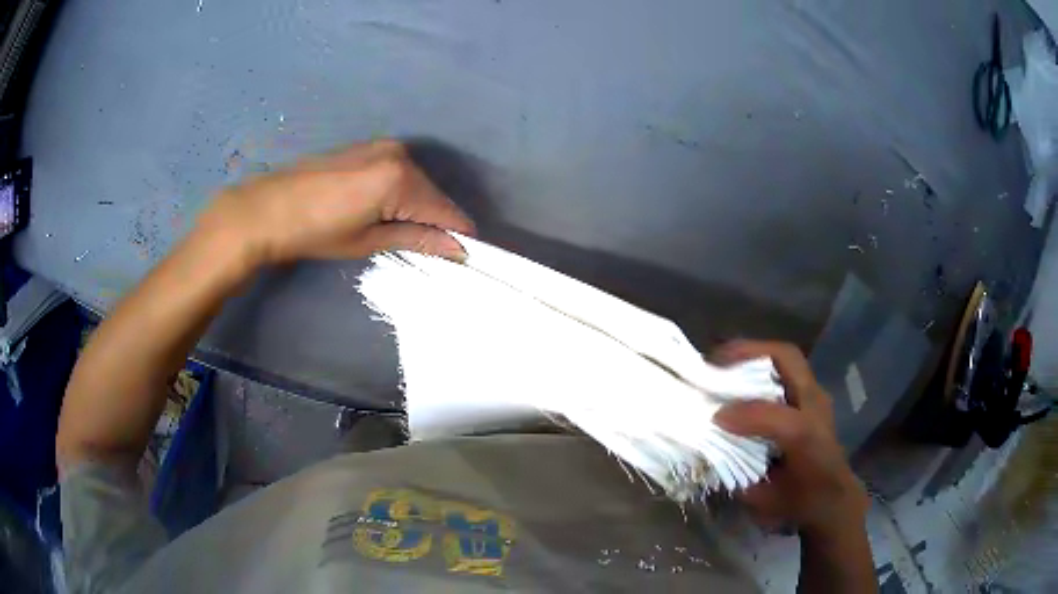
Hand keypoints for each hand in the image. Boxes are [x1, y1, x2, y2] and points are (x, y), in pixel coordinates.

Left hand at [199, 140, 474, 267]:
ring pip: (416, 184)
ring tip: (398, 234)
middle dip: (435, 222)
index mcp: (401, 178)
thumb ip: (418, 239)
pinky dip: (399, 194)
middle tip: (425, 251)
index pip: (446, 211)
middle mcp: (399, 154)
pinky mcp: (368, 147)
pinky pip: (398, 173)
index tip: (463, 258)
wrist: (266, 208)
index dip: (457, 236)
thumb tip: (458, 249)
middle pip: (433, 195)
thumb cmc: (315, 231)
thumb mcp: (368, 240)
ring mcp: (382, 146)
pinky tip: (383, 212)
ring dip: (416, 208)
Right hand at [713, 341, 868, 537]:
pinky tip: (740, 378)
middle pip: (788, 360)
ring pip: (787, 358)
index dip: (745, 415)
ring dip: (753, 355)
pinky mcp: (813, 395)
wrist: (833, 497)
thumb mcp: (766, 500)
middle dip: (748, 353)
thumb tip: (709, 451)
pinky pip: (787, 369)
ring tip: (723, 363)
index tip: (716, 417)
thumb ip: (740, 477)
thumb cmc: (798, 501)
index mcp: (807, 439)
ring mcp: (816, 397)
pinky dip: (760, 366)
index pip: (778, 417)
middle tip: (715, 362)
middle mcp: (816, 408)